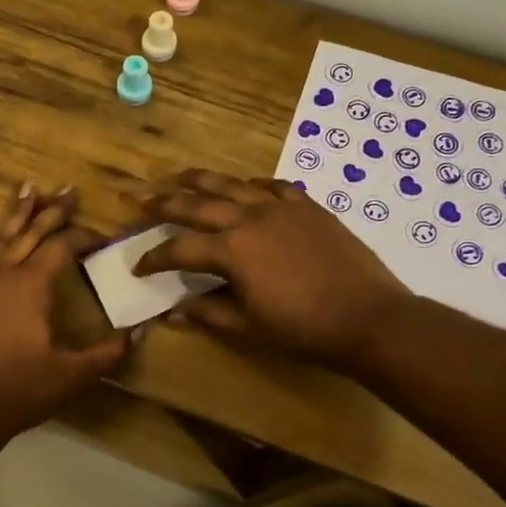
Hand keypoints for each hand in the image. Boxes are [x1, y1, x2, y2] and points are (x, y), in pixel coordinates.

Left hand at [0, 184, 130, 440]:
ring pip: (2, 237)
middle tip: (68, 190)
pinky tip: (1, 240)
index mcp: (30, 285)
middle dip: (52, 210)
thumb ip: (107, 353)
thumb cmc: (19, 390)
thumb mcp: (72, 375)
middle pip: (30, 231)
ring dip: (19, 213)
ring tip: (29, 190)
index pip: (62, 246)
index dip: (84, 237)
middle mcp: (2, 273)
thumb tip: (137, 333)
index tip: (103, 238)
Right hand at [133, 169, 408, 372]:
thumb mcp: (248, 328)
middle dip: (161, 202)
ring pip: (231, 184)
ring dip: (200, 180)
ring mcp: (280, 207)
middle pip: (195, 203)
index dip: (153, 258)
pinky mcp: (308, 207)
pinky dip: (251, 185)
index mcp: (230, 250)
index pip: (179, 249)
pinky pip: (273, 186)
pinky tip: (245, 187)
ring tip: (179, 176)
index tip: (136, 267)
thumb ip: (208, 314)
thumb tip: (174, 312)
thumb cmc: (303, 329)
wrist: (369, 317)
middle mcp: (249, 218)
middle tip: (137, 199)